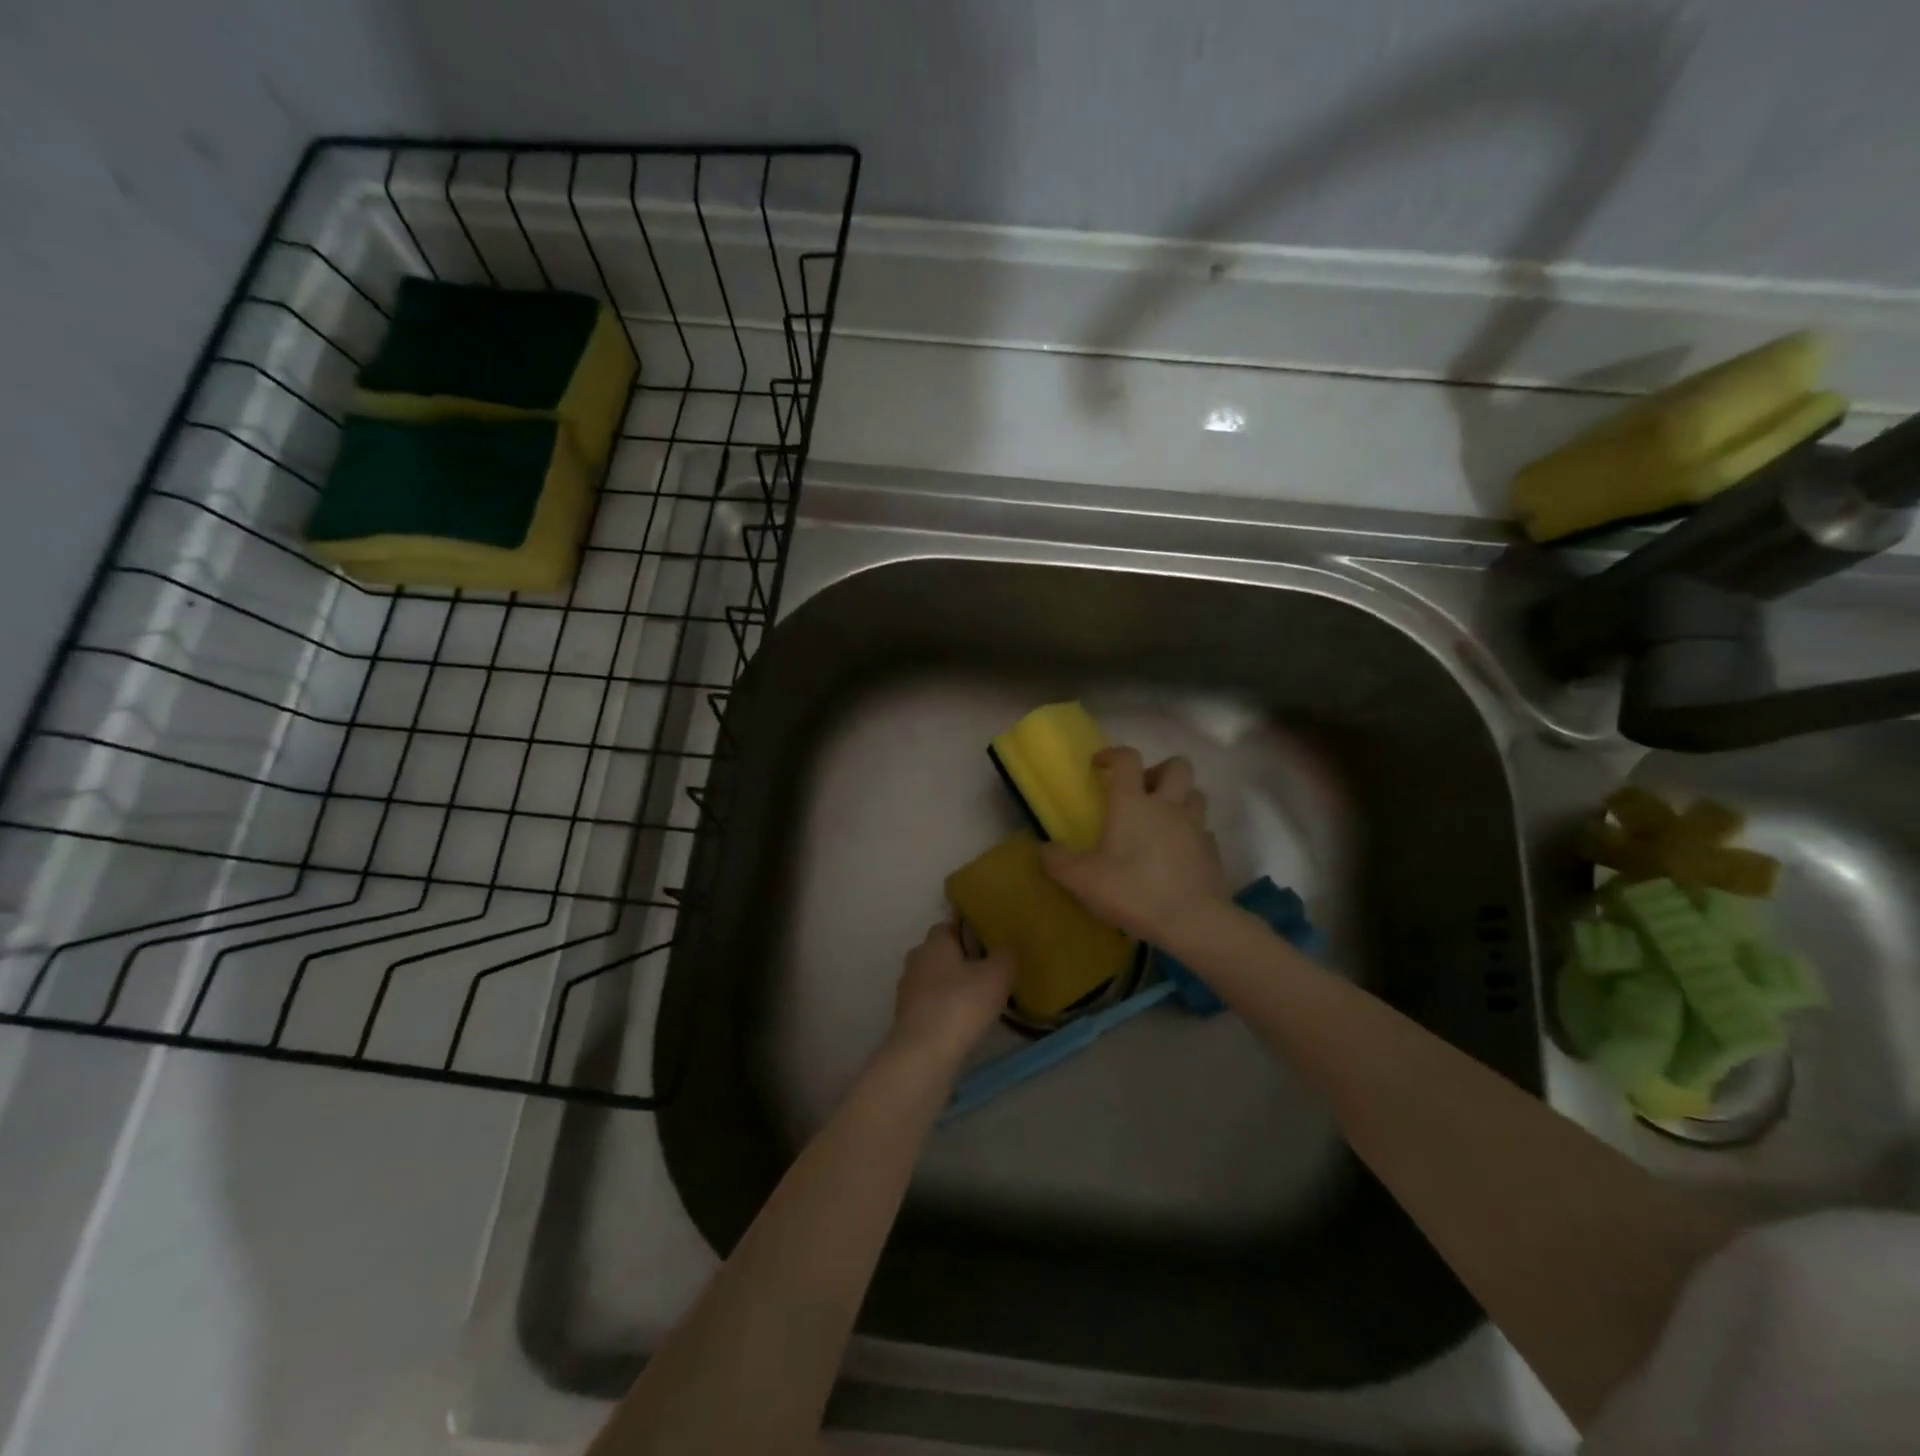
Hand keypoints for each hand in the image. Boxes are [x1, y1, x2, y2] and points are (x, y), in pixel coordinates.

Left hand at [883, 922, 1014, 1073]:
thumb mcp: (996, 976)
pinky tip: (963, 1021)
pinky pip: (930, 1003)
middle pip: (940, 952)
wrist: (924, 1054)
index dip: (968, 930)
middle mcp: (917, 959)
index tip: (988, 941)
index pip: (950, 924)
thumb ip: (1005, 956)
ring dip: (952, 985)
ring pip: (934, 978)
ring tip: (979, 998)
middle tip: (988, 970)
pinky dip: (944, 1007)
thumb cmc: (961, 1004)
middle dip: (961, 959)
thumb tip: (1007, 946)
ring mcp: (907, 989)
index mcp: (935, 942)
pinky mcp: (906, 1017)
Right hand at [1041, 746, 1229, 945]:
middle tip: (1142, 791)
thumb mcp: (1082, 880)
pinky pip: (1203, 829)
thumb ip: (1058, 861)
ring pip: (1195, 794)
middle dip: (1158, 771)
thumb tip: (1045, 848)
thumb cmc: (1133, 891)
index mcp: (1133, 803)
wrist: (1193, 922)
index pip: (1127, 759)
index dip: (1112, 754)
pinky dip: (1191, 832)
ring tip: (1162, 819)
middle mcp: (1167, 805)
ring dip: (1180, 798)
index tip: (1099, 765)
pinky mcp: (1212, 851)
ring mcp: (1195, 826)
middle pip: (1176, 766)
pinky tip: (1177, 851)